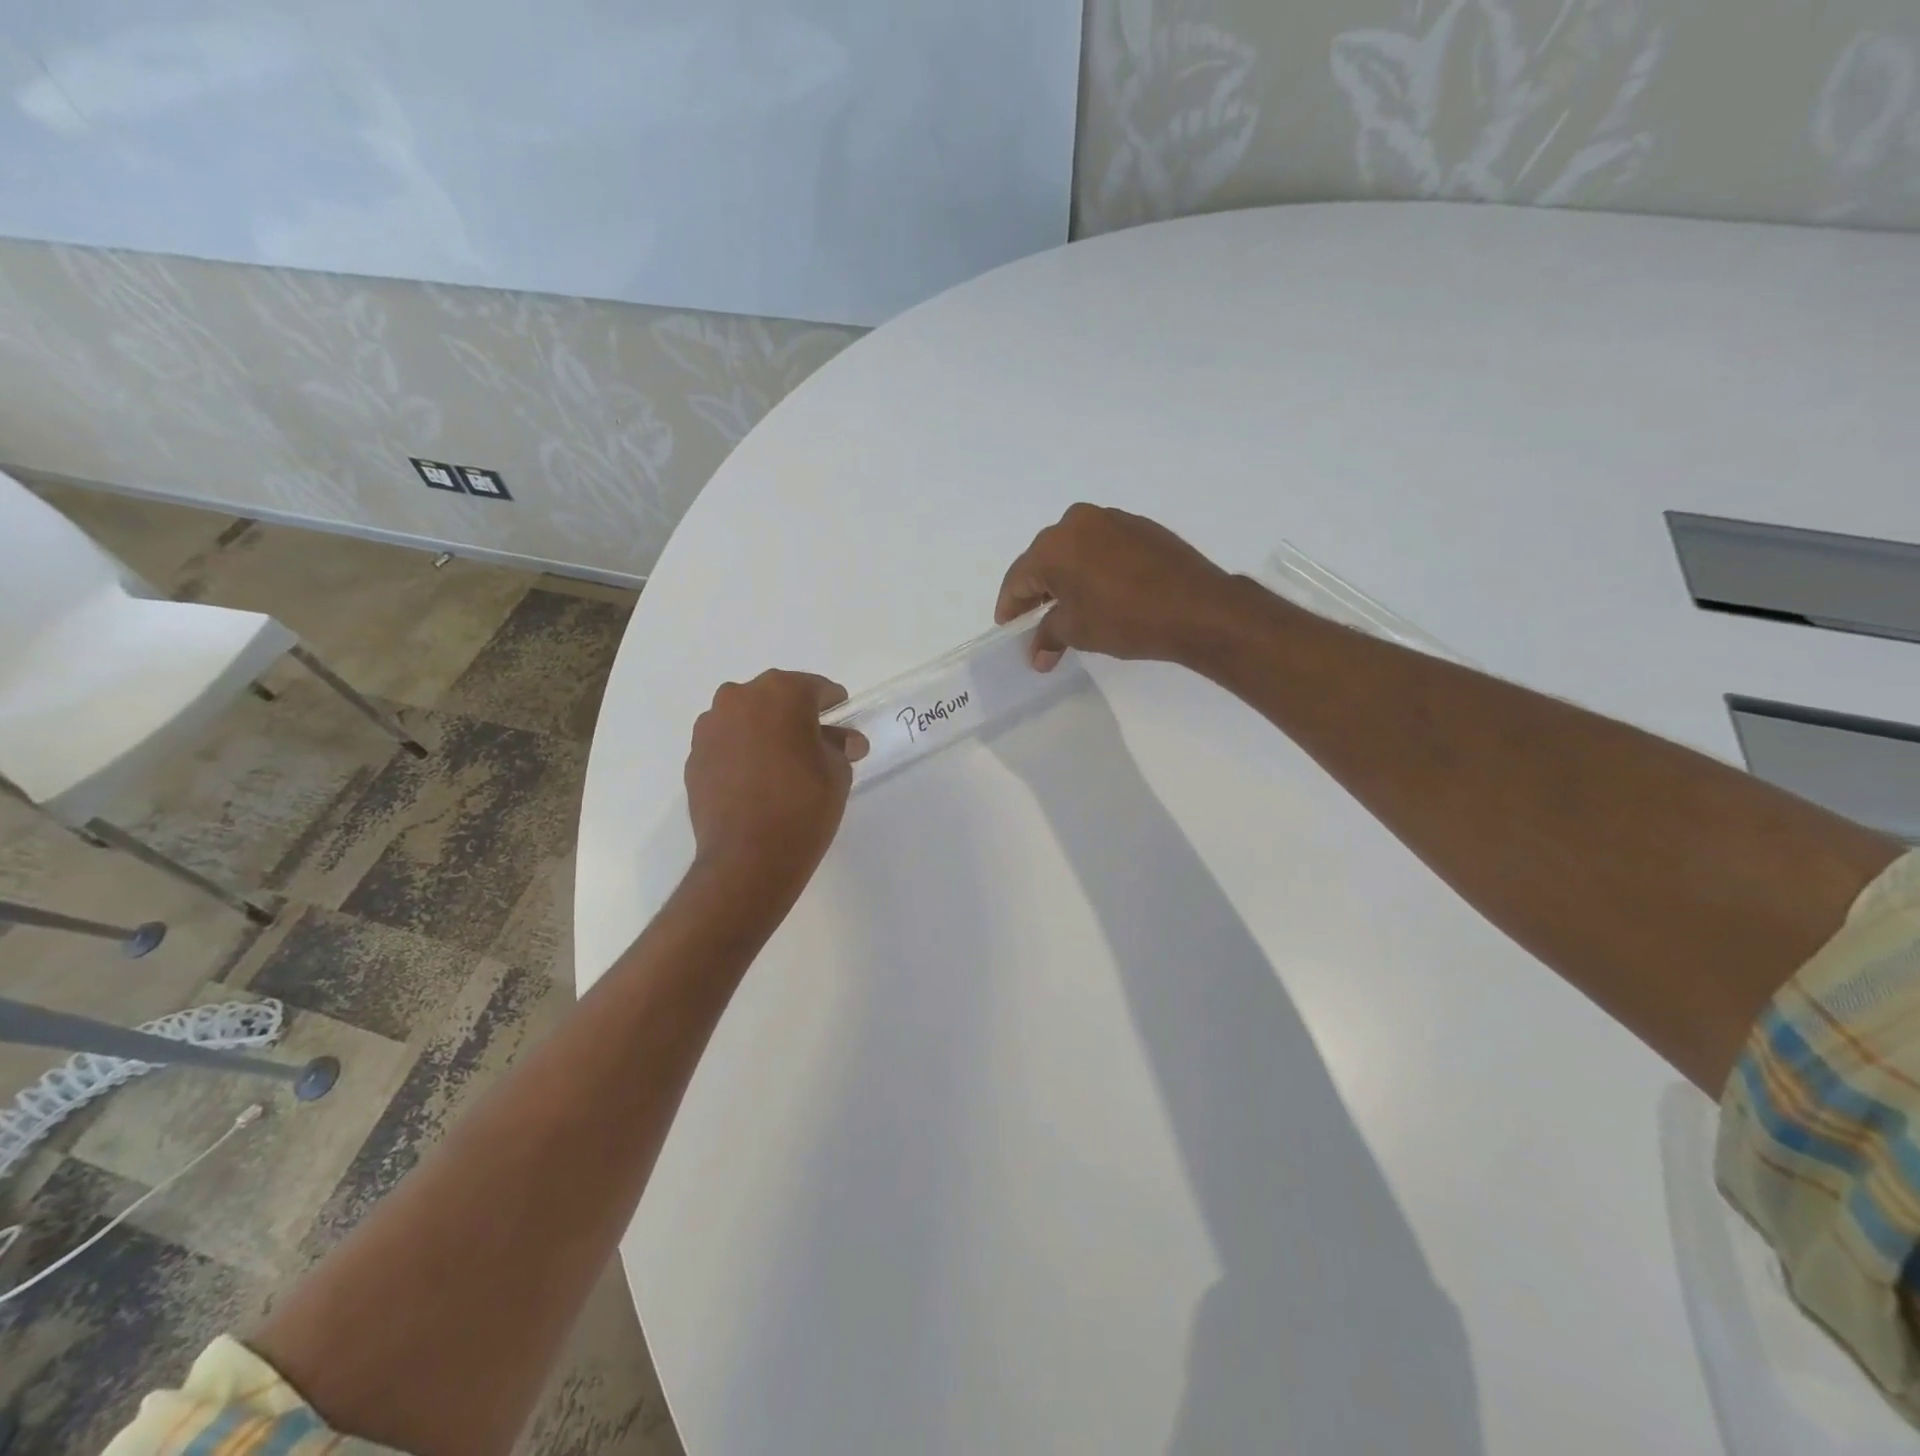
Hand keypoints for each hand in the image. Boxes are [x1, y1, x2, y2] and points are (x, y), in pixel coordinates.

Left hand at [684, 671, 867, 899]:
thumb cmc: (804, 805)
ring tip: (781, 764)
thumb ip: (839, 747)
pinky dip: (742, 753)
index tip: (842, 722)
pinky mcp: (694, 756)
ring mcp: (711, 726)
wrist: (748, 857)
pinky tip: (756, 781)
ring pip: (746, 718)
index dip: (833, 705)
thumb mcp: (838, 773)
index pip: (817, 689)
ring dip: (764, 732)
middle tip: (814, 744)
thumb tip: (845, 741)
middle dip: (796, 716)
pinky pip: (726, 744)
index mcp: (782, 692)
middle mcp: (740, 698)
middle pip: (777, 698)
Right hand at [995, 504, 1238, 669]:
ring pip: (1074, 551)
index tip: (1010, 629)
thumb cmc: (1125, 619)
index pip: (1018, 579)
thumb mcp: (1078, 631)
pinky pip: (1101, 547)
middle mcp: (1076, 522)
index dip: (1011, 608)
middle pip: (1044, 560)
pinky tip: (1102, 592)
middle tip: (1037, 622)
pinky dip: (1093, 568)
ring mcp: (1111, 519)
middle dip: (1037, 592)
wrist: (1197, 607)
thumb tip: (1036, 655)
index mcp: (1053, 545)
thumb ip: (1049, 637)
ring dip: (1066, 578)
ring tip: (1071, 609)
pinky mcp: (1139, 526)